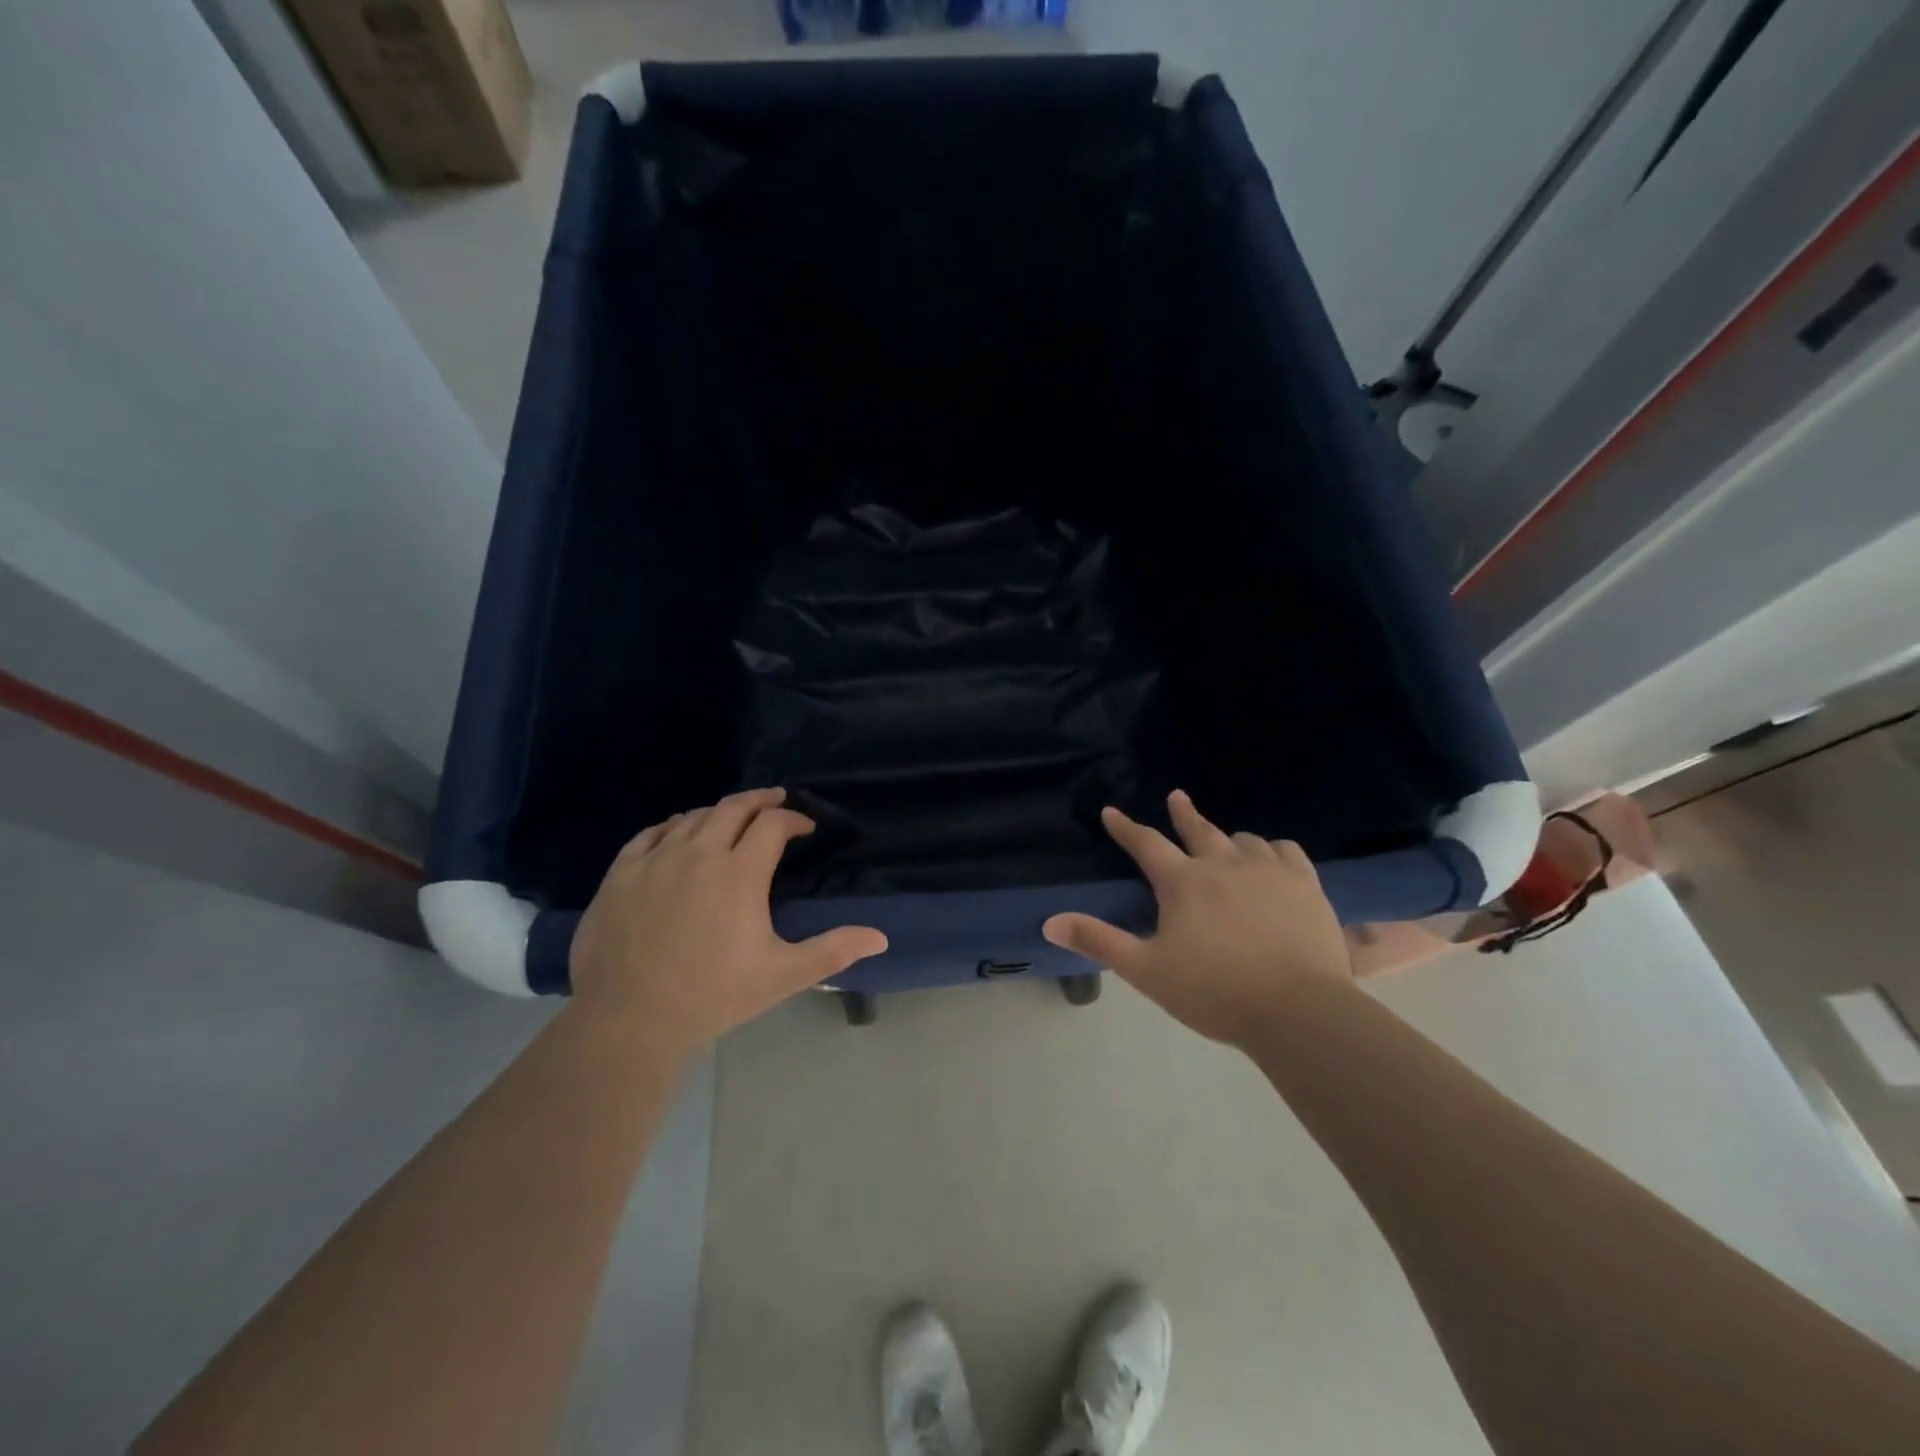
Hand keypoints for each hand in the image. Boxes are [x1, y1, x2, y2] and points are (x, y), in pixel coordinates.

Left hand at [569, 788, 887, 1055]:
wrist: (629, 1020)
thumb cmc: (713, 995)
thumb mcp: (782, 975)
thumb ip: (833, 950)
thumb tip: (880, 938)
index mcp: (740, 873)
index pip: (773, 825)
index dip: (794, 820)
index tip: (805, 829)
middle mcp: (698, 853)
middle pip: (733, 808)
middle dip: (760, 801)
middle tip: (775, 801)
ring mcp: (655, 861)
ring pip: (692, 818)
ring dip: (718, 813)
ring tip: (731, 818)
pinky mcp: (620, 875)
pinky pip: (649, 834)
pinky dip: (671, 826)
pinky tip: (677, 831)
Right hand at [1042, 790, 1353, 1048]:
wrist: (1298, 1011)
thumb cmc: (1215, 992)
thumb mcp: (1146, 971)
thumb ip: (1099, 942)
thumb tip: (1049, 922)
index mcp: (1183, 882)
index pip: (1146, 844)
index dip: (1125, 828)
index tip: (1111, 812)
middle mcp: (1224, 865)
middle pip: (1199, 829)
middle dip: (1183, 812)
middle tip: (1176, 797)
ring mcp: (1269, 871)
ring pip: (1245, 840)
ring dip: (1230, 838)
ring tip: (1228, 841)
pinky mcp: (1306, 885)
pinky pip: (1288, 852)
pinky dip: (1275, 851)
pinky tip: (1276, 857)